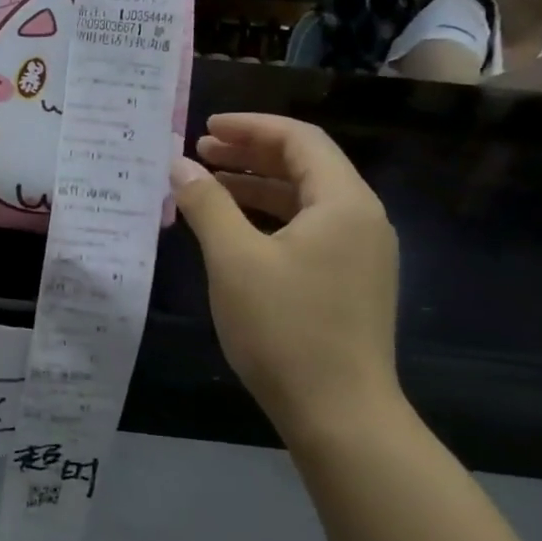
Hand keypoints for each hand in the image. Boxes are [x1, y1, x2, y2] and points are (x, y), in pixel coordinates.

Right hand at [169, 114, 404, 444]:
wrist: (339, 414)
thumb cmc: (285, 328)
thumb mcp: (234, 259)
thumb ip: (207, 204)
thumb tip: (180, 165)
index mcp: (343, 203)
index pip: (299, 140)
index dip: (250, 127)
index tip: (205, 127)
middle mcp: (361, 219)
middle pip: (305, 166)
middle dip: (250, 154)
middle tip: (200, 152)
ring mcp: (360, 253)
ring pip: (305, 200)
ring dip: (256, 186)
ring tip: (208, 185)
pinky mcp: (350, 282)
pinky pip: (307, 230)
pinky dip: (268, 219)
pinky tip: (233, 230)